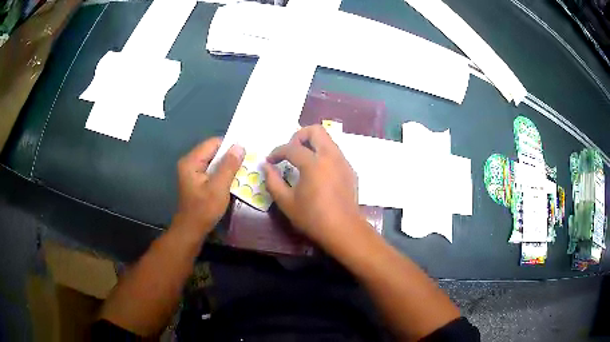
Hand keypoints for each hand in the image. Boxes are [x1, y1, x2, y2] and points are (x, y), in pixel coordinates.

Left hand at [173, 138, 244, 235]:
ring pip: (213, 161)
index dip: (230, 145)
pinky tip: (233, 178)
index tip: (246, 151)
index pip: (213, 143)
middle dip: (230, 155)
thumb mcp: (219, 187)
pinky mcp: (196, 180)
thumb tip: (239, 146)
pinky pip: (211, 170)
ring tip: (244, 168)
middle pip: (213, 151)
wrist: (192, 230)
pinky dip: (222, 172)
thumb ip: (229, 165)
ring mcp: (192, 172)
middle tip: (248, 160)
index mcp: (191, 161)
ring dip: (227, 165)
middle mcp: (190, 162)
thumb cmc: (204, 209)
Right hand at [264, 125, 362, 246]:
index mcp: (314, 163)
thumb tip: (266, 166)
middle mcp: (331, 156)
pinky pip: (335, 152)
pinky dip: (323, 154)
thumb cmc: (312, 218)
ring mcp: (343, 162)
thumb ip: (273, 181)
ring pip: (328, 139)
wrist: (343, 230)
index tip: (270, 160)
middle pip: (315, 130)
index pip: (291, 148)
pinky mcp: (350, 170)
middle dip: (299, 136)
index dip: (277, 152)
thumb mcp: (286, 202)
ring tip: (302, 160)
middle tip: (290, 151)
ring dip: (312, 144)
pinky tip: (317, 172)